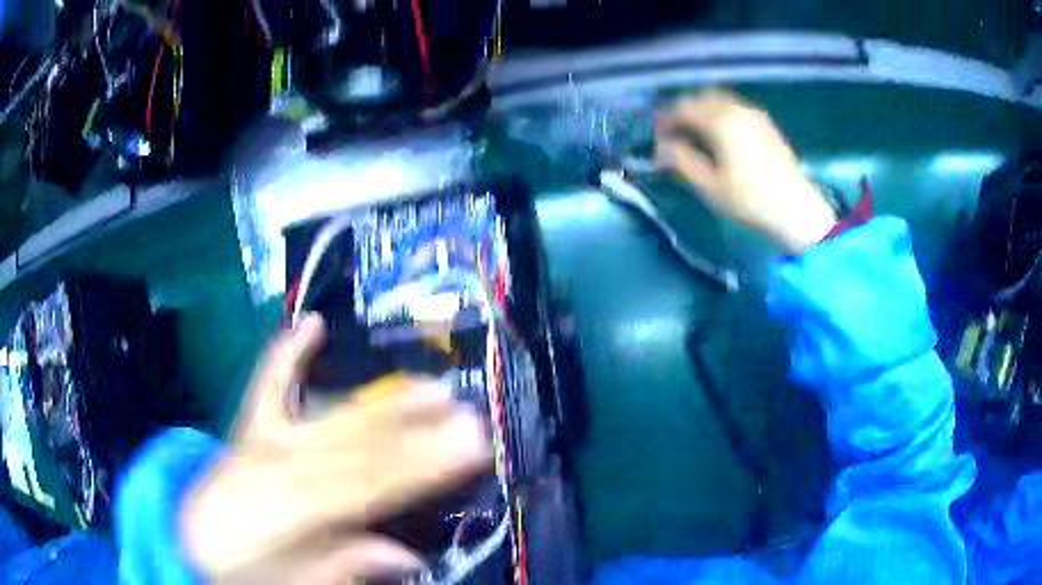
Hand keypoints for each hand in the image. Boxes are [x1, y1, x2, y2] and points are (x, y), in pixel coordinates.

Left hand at [181, 314, 490, 582]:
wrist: (189, 540)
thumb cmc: (241, 570)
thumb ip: (341, 569)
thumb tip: (404, 555)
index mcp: (280, 510)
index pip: (363, 485)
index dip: (417, 466)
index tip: (469, 448)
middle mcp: (271, 463)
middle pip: (353, 447)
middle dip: (415, 432)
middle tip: (468, 415)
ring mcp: (258, 437)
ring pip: (328, 418)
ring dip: (383, 401)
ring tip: (433, 386)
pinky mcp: (248, 425)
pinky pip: (267, 385)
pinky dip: (287, 352)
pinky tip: (310, 323)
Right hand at [655, 90, 836, 254]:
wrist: (796, 209)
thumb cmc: (750, 200)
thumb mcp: (709, 186)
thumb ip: (681, 161)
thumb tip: (661, 148)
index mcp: (719, 120)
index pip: (682, 109)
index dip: (664, 121)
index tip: (656, 138)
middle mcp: (736, 109)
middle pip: (700, 99)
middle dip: (682, 112)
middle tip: (673, 134)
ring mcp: (754, 114)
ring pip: (719, 100)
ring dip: (702, 111)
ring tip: (695, 134)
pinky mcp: (766, 124)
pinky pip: (735, 108)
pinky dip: (720, 113)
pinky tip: (720, 135)